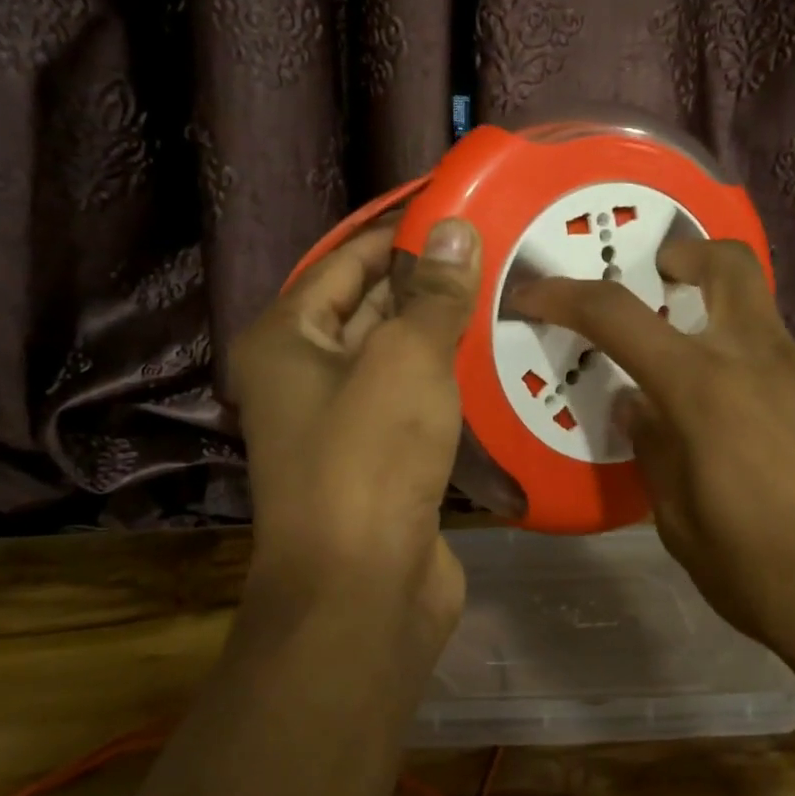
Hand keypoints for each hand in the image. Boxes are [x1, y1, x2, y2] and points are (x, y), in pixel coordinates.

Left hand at [229, 218, 480, 625]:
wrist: (363, 589)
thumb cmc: (370, 456)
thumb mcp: (406, 359)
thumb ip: (434, 293)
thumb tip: (459, 229)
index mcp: (287, 339)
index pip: (346, 260)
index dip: (399, 231)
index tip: (456, 206)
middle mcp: (304, 375)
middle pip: (369, 306)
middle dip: (427, 278)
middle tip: (494, 245)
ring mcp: (342, 421)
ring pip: (397, 356)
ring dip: (443, 329)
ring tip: (506, 288)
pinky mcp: (380, 458)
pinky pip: (416, 399)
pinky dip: (449, 378)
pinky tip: (498, 355)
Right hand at [511, 239, 794, 664]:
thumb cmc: (767, 579)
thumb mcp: (681, 526)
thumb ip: (655, 451)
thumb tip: (640, 405)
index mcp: (707, 391)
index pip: (619, 317)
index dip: (567, 296)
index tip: (535, 291)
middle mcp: (768, 363)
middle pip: (730, 267)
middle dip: (689, 254)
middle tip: (667, 275)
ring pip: (766, 336)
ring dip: (733, 355)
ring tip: (730, 431)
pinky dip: (774, 399)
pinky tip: (787, 463)